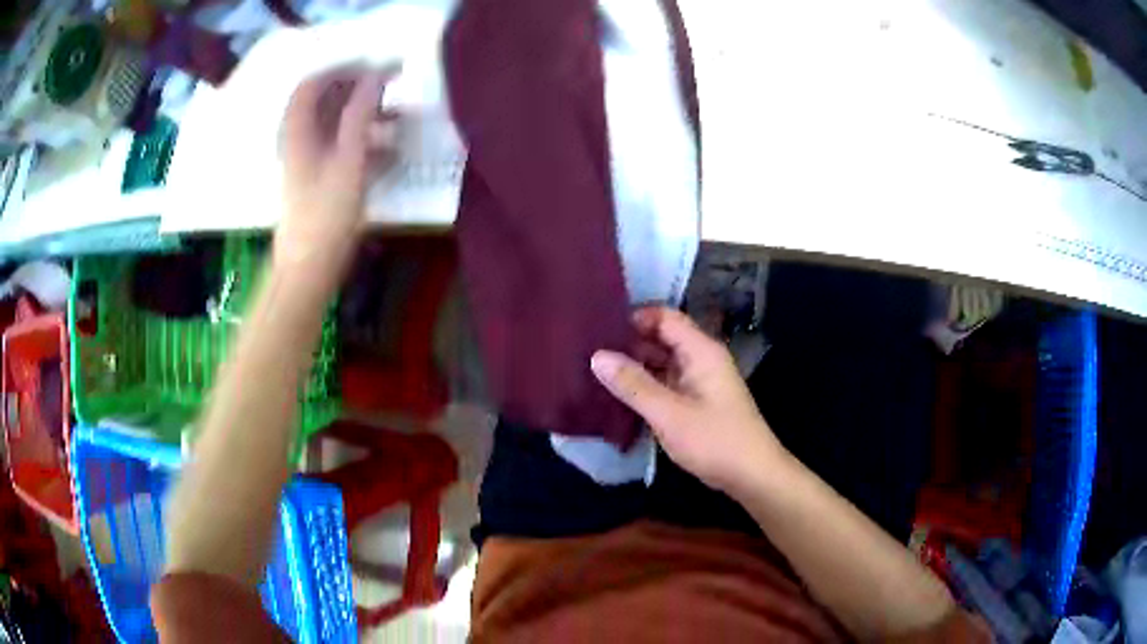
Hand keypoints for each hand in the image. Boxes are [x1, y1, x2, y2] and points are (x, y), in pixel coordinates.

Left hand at [275, 63, 400, 276]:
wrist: (308, 267)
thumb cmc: (326, 213)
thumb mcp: (349, 158)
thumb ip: (360, 112)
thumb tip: (376, 74)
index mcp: (297, 129)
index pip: (314, 82)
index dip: (345, 69)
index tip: (378, 69)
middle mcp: (298, 139)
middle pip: (324, 100)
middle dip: (359, 90)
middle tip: (393, 89)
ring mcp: (307, 160)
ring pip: (334, 123)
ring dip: (365, 115)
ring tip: (398, 120)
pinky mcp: (317, 178)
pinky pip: (339, 146)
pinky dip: (363, 140)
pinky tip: (388, 152)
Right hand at [591, 307, 784, 494]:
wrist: (752, 475)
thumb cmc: (715, 440)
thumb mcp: (669, 414)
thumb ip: (633, 384)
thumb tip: (597, 355)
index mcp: (701, 351)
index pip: (664, 317)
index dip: (633, 317)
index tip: (598, 327)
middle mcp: (700, 359)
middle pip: (661, 339)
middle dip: (628, 343)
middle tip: (587, 351)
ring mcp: (699, 382)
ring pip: (661, 363)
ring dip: (634, 367)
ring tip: (594, 371)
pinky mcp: (695, 403)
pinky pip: (665, 384)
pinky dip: (644, 387)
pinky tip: (616, 395)